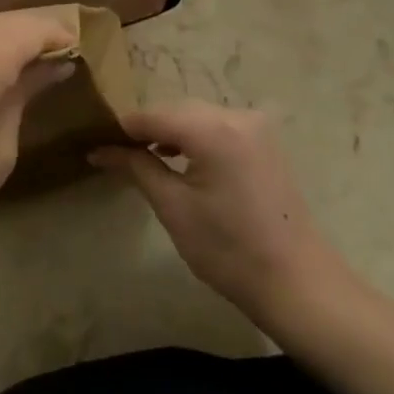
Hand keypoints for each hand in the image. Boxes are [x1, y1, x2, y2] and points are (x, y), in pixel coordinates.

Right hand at [90, 102, 342, 324]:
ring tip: (144, 157)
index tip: (95, 140)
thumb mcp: (174, 208)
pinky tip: (181, 159)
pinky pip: (219, 126)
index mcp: (213, 129)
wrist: (297, 282)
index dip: (123, 128)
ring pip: (198, 116)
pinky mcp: (265, 141)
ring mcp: (256, 125)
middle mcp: (236, 115)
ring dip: (171, 132)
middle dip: (147, 128)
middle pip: (177, 110)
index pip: (154, 115)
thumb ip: (137, 168)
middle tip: (115, 152)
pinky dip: (196, 137)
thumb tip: (100, 150)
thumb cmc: (229, 250)